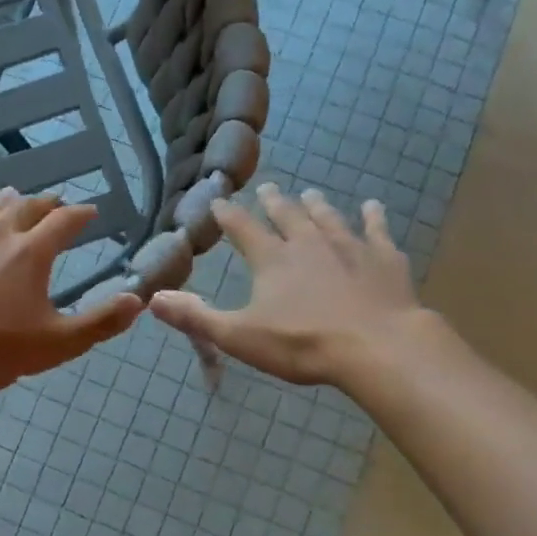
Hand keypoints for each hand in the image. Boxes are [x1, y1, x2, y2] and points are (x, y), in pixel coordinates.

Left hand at [0, 189, 142, 393]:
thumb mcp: (59, 343)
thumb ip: (101, 322)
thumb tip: (136, 300)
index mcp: (31, 253)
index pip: (63, 222)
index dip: (80, 214)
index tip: (89, 212)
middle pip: (26, 207)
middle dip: (45, 204)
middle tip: (55, 203)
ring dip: (7, 201)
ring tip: (15, 197)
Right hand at [149, 185, 425, 387]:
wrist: (376, 347)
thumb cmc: (303, 344)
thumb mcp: (239, 336)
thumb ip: (196, 317)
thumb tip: (152, 299)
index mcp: (272, 260)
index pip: (242, 229)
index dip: (228, 214)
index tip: (219, 200)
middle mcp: (308, 244)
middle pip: (287, 216)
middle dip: (273, 202)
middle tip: (267, 188)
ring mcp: (349, 247)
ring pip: (328, 218)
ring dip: (316, 205)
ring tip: (310, 192)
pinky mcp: (384, 259)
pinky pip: (376, 231)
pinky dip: (373, 217)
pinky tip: (372, 207)